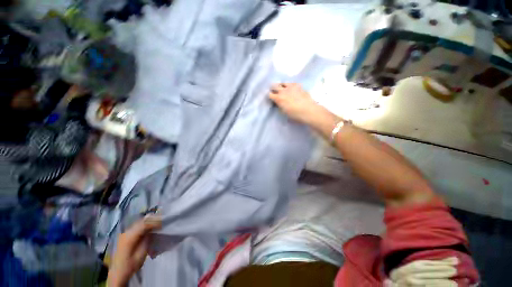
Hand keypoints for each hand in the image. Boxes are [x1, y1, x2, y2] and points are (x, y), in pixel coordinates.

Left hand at [107, 216, 161, 286]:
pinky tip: (150, 227)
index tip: (164, 221)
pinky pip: (136, 226)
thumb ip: (147, 239)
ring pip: (139, 223)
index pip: (144, 224)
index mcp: (129, 237)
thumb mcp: (142, 253)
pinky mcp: (125, 236)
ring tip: (158, 223)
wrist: (118, 273)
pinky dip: (144, 225)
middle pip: (141, 221)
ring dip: (149, 222)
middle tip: (162, 220)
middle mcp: (126, 232)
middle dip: (152, 220)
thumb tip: (154, 229)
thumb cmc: (131, 265)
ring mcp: (124, 233)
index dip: (155, 221)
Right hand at [269, 83, 322, 124]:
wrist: (309, 110)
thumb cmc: (295, 115)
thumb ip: (279, 106)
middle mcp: (283, 91)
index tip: (270, 98)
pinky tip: (291, 89)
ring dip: (280, 86)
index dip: (269, 96)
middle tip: (274, 92)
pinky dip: (289, 85)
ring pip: (282, 83)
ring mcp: (291, 87)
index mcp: (278, 98)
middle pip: (274, 86)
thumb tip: (278, 103)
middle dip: (273, 89)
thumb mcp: (284, 112)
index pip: (270, 95)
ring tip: (282, 89)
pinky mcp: (298, 85)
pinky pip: (290, 83)